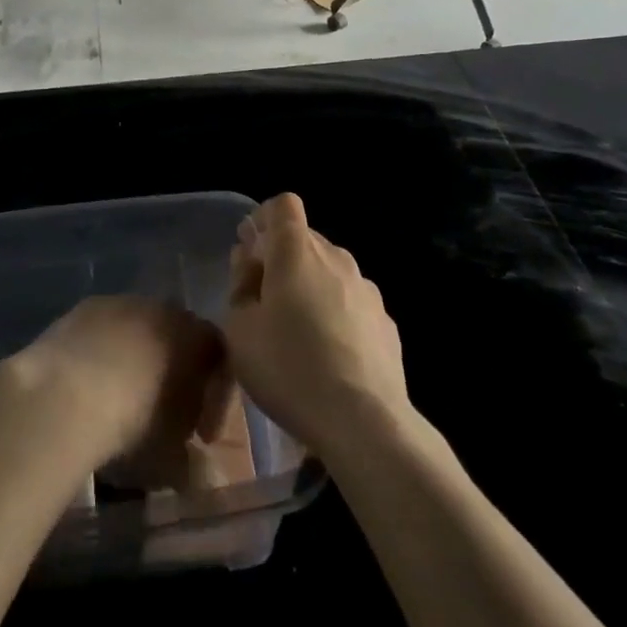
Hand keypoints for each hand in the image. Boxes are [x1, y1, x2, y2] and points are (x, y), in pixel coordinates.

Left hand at [3, 296, 236, 483]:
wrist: (63, 393)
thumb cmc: (131, 423)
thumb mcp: (169, 459)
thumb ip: (190, 464)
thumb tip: (200, 475)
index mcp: (194, 336)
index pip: (219, 357)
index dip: (216, 399)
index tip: (202, 437)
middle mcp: (162, 308)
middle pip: (178, 338)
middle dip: (176, 375)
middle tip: (165, 417)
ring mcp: (120, 302)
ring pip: (139, 330)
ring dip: (138, 361)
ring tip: (122, 402)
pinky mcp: (83, 307)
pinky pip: (105, 330)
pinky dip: (105, 354)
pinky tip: (91, 386)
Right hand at [225, 193, 407, 457]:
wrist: (363, 421)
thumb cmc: (289, 367)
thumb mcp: (239, 330)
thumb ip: (240, 288)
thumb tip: (251, 267)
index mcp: (297, 250)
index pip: (283, 205)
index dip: (265, 219)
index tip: (251, 250)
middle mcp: (336, 257)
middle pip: (306, 240)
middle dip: (283, 259)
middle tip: (264, 300)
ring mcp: (367, 290)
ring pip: (331, 273)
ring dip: (311, 289)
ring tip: (298, 335)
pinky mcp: (387, 323)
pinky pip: (352, 305)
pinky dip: (338, 317)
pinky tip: (330, 358)